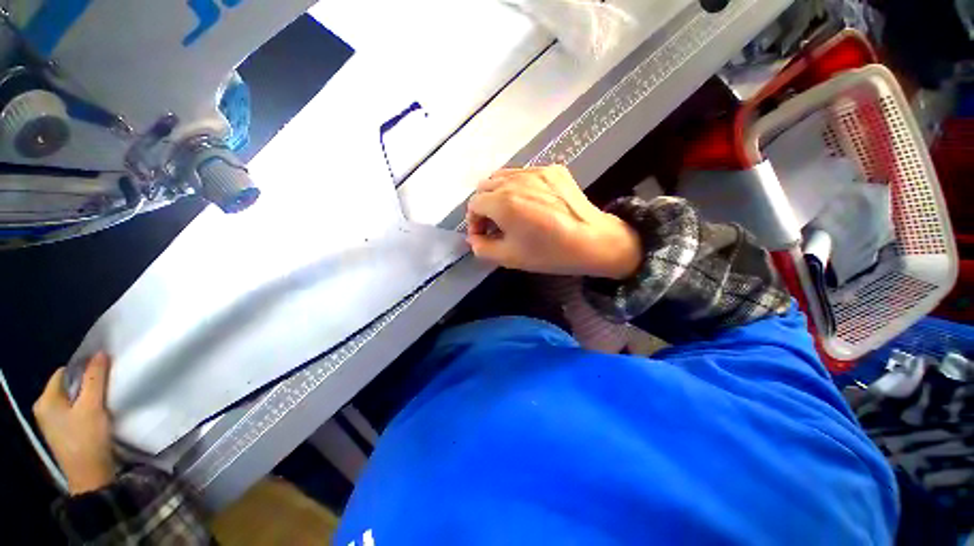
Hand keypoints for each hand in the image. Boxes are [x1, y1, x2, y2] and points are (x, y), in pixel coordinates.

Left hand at [34, 353, 114, 494]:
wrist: (91, 476)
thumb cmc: (87, 438)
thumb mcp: (92, 406)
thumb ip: (95, 378)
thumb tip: (100, 353)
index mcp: (46, 400)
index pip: (64, 372)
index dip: (84, 369)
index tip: (104, 372)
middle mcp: (45, 408)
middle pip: (68, 386)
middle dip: (87, 384)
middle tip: (107, 385)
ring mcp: (53, 422)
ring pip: (72, 399)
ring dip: (89, 396)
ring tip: (105, 399)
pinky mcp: (64, 431)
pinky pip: (74, 410)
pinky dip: (87, 408)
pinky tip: (99, 414)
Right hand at [465, 165, 640, 278]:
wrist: (593, 241)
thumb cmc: (549, 253)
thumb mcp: (510, 258)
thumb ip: (482, 248)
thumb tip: (473, 239)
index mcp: (504, 202)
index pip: (474, 203)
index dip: (473, 221)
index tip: (483, 235)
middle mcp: (516, 180)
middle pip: (485, 186)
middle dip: (483, 206)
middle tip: (494, 224)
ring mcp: (536, 171)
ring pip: (503, 176)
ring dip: (499, 194)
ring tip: (510, 212)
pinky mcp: (552, 169)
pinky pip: (524, 173)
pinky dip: (518, 186)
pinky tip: (530, 202)